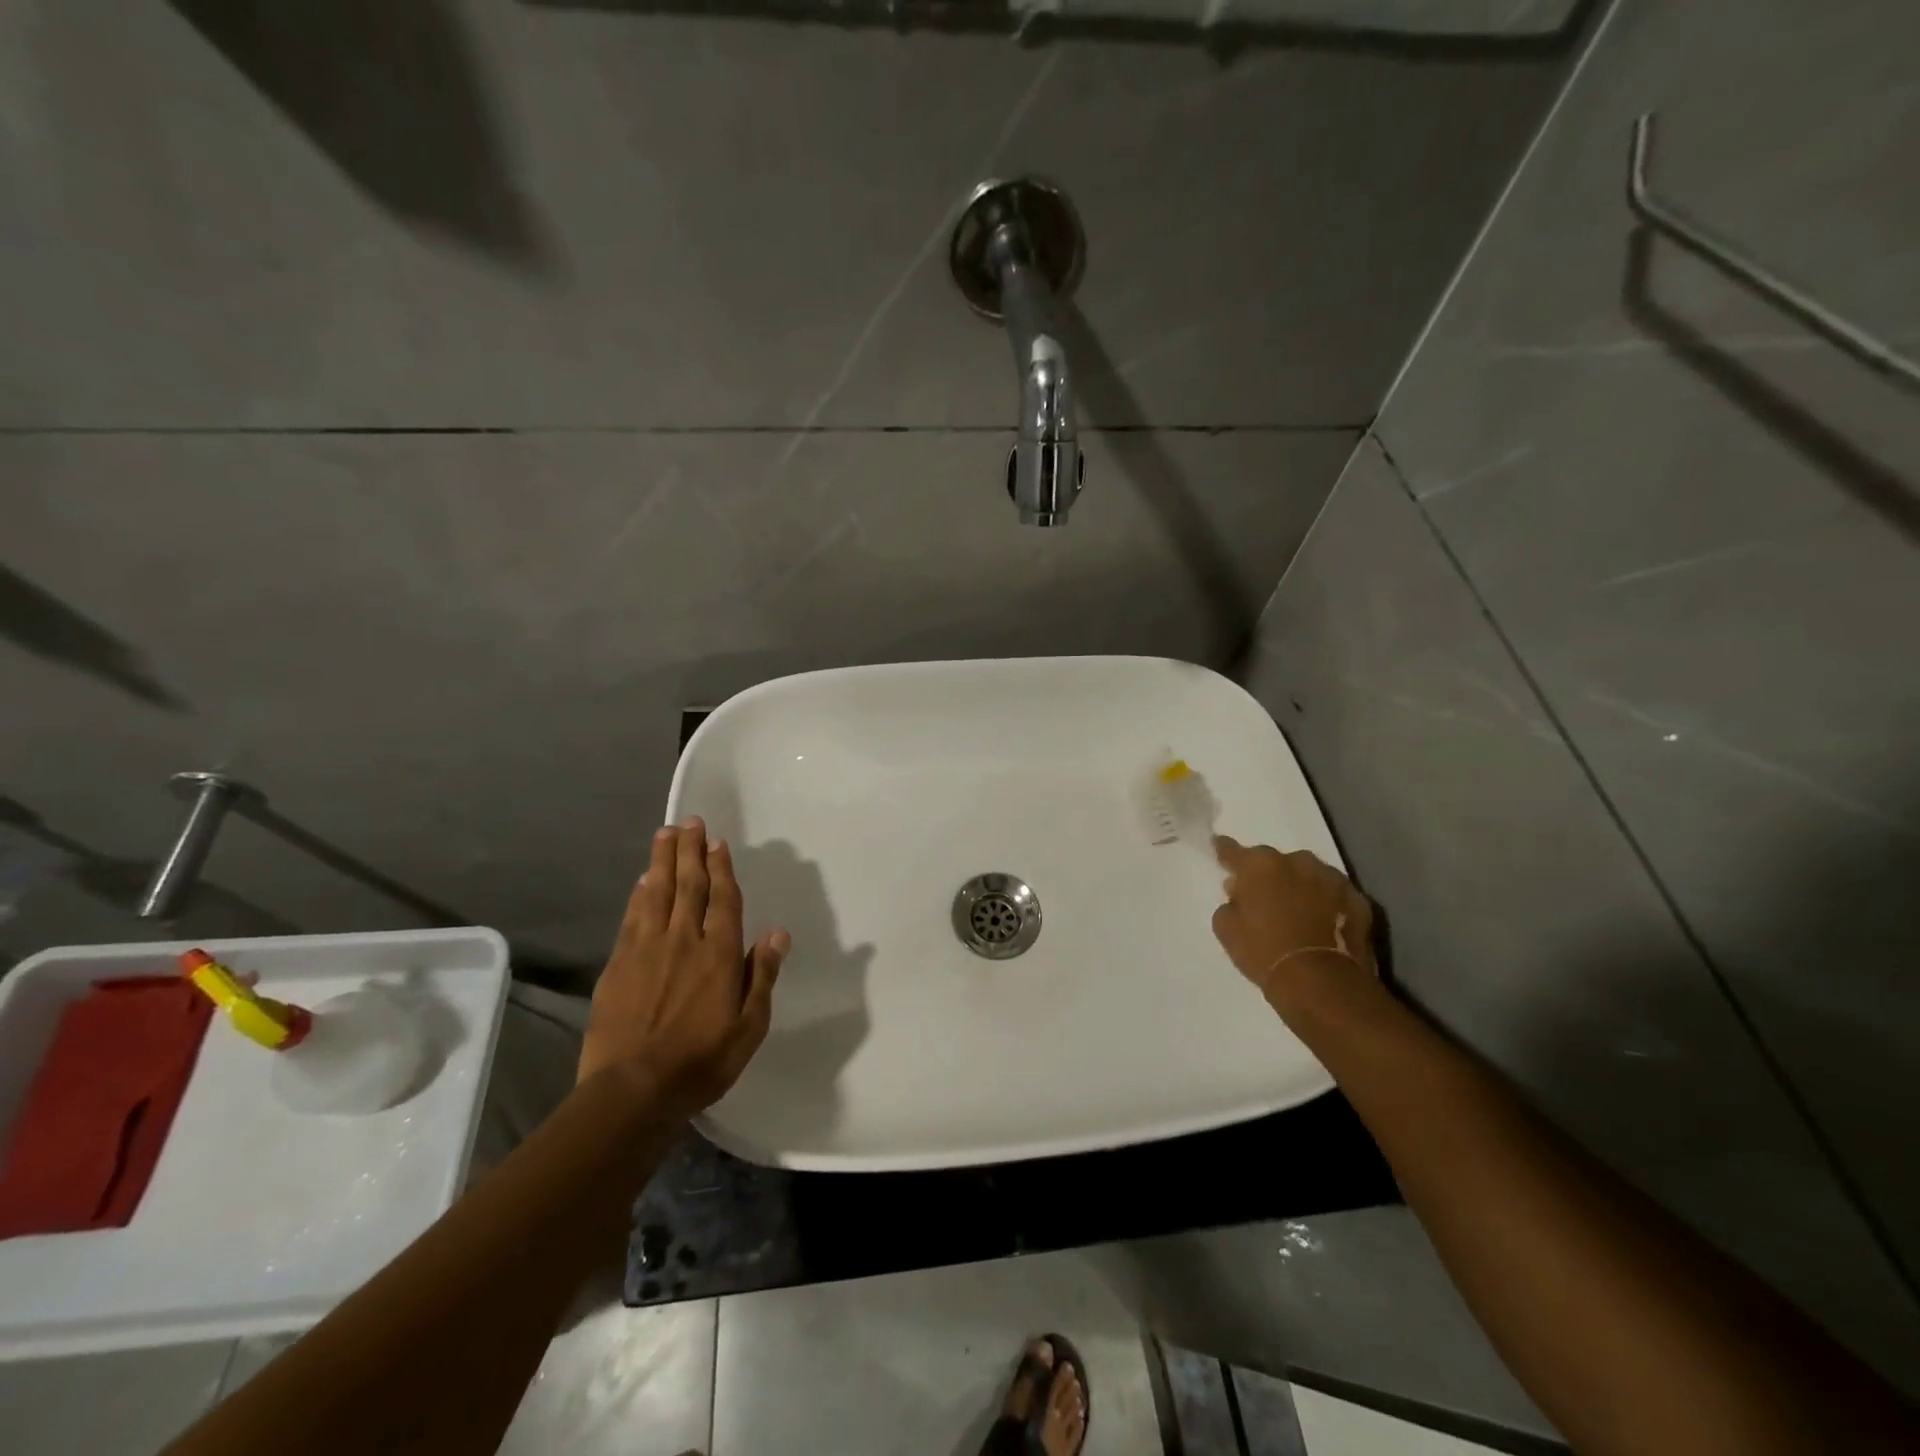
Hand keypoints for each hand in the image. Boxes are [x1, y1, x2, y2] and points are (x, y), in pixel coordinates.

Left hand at [579, 817, 789, 1118]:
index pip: (723, 899)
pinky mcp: (619, 964)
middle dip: (691, 851)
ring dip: (663, 861)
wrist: (633, 1090)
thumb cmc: (702, 1061)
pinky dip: (639, 894)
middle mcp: (684, 940)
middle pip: (689, 885)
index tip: (718, 842)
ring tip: (666, 834)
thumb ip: (762, 975)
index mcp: (720, 954)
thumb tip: (778, 933)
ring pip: (658, 893)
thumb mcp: (750, 1026)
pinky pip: (632, 917)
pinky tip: (643, 880)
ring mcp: (647, 949)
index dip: (721, 868)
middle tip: (691, 822)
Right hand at [1211, 836, 1375, 1000]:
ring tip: (1296, 909)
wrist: (1322, 983)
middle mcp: (1297, 862)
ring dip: (1300, 886)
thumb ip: (1230, 903)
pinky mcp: (1358, 899)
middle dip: (1268, 874)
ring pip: (1308, 874)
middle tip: (1262, 895)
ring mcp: (1332, 878)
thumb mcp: (1226, 929)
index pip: (1233, 851)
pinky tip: (1322, 922)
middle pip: (1276, 862)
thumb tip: (1239, 892)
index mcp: (1260, 865)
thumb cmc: (1264, 953)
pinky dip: (1327, 903)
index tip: (1220, 848)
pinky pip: (1334, 895)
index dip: (1225, 851)